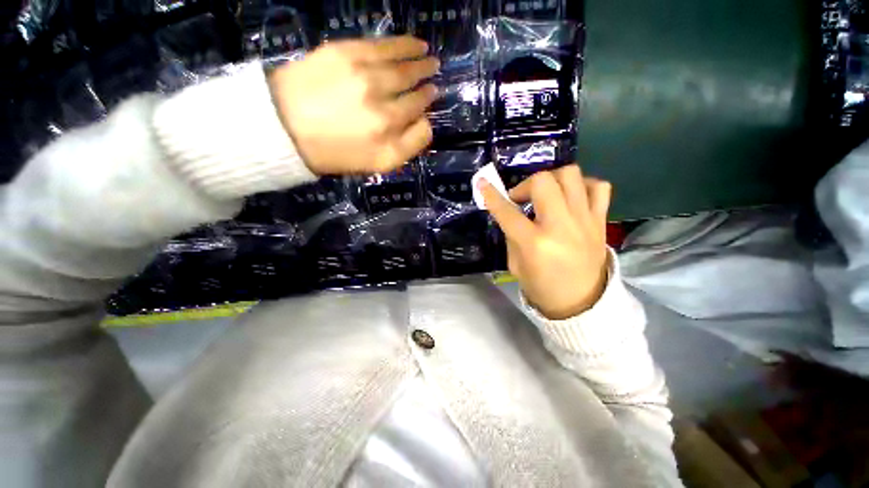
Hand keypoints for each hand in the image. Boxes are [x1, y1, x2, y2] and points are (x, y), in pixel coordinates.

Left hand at [268, 36, 438, 175]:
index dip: (426, 115)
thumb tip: (424, 122)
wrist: (284, 127)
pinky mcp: (348, 55)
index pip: (422, 126)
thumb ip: (406, 148)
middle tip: (434, 80)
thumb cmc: (334, 152)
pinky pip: (385, 48)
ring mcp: (367, 82)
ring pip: (405, 70)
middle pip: (416, 97)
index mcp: (389, 144)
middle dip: (427, 89)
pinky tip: (416, 44)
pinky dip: (404, 45)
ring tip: (430, 58)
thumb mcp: (376, 164)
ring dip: (421, 63)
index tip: (427, 107)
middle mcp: (384, 115)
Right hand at [480, 165, 611, 319]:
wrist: (581, 302)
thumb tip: (510, 213)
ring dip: (552, 180)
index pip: (507, 212)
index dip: (492, 195)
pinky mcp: (600, 221)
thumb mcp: (516, 265)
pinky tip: (571, 198)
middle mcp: (560, 226)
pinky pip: (599, 187)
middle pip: (543, 181)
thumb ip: (512, 235)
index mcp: (534, 243)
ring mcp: (584, 220)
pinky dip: (583, 185)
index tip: (482, 183)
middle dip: (525, 185)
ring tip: (546, 195)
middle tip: (521, 199)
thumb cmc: (542, 287)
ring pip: (571, 175)